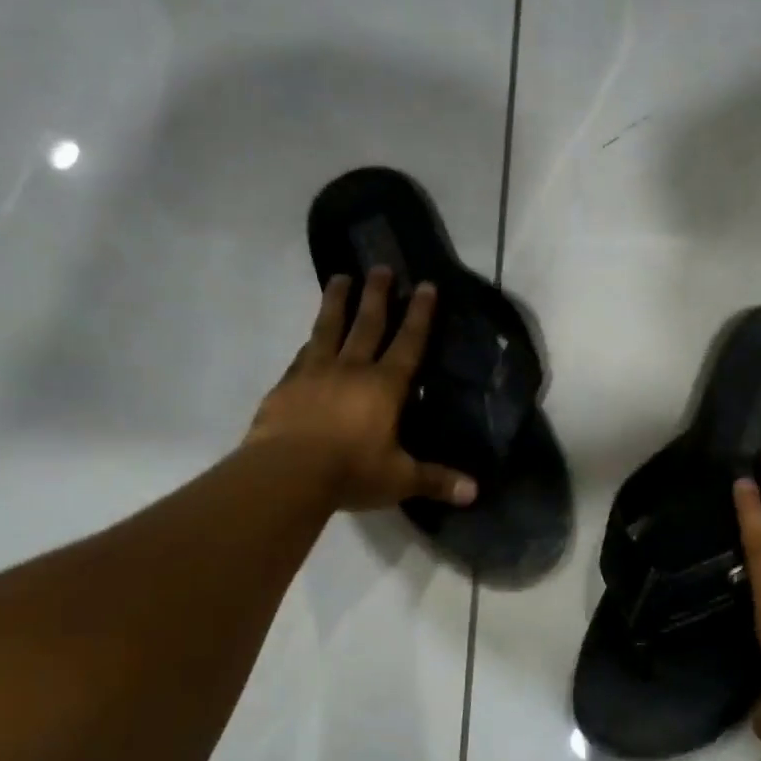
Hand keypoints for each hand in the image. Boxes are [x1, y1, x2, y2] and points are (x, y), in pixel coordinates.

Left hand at [249, 269, 477, 512]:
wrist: (285, 474)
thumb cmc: (350, 472)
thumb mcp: (399, 479)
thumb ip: (436, 481)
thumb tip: (475, 493)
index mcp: (384, 387)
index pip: (408, 343)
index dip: (419, 315)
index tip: (425, 285)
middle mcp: (351, 370)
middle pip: (367, 324)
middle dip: (378, 295)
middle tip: (381, 267)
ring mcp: (314, 373)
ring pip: (328, 328)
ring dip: (337, 302)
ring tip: (340, 278)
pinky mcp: (286, 386)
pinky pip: (302, 355)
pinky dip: (310, 341)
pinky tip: (309, 337)